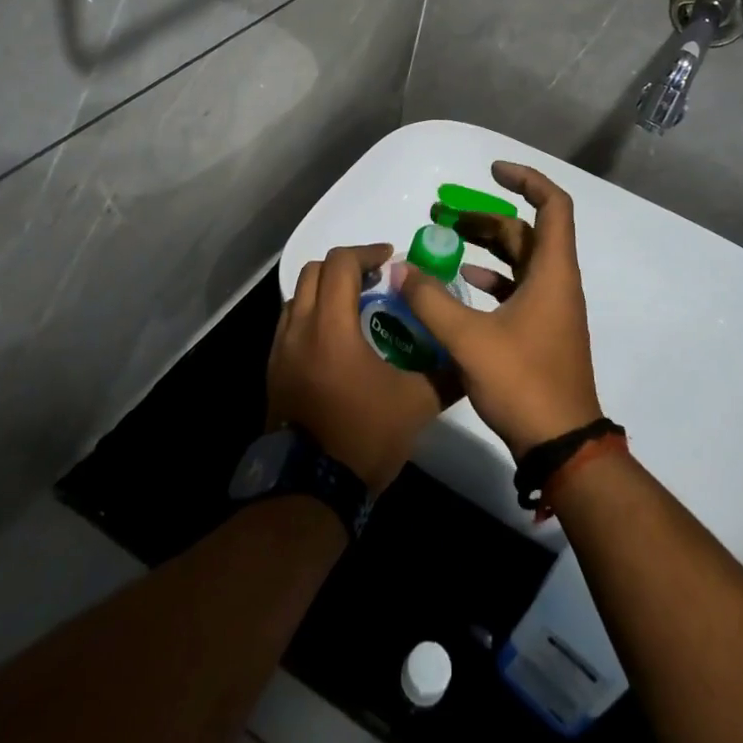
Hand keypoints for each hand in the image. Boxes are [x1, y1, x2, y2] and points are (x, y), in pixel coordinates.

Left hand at [268, 245, 451, 493]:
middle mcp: (298, 329)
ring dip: (326, 290)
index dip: (367, 252)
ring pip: (297, 297)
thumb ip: (445, 374)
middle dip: (345, 266)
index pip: (340, 264)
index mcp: (330, 327)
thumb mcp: (416, 404)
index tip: (390, 260)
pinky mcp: (274, 371)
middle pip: (313, 272)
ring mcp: (280, 351)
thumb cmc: (364, 437)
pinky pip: (290, 324)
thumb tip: (468, 358)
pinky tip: (337, 341)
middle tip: (375, 279)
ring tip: (356, 307)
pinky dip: (312, 315)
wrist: (311, 490)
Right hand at [399, 162, 602, 457]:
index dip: (526, 180)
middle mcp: (555, 282)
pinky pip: (515, 288)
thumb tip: (400, 268)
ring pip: (518, 260)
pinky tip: (460, 281)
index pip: (553, 205)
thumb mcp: (469, 339)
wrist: (561, 445)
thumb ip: (430, 301)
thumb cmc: (523, 382)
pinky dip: (490, 277)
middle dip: (484, 216)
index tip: (491, 170)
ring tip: (443, 240)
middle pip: (524, 232)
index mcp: (552, 272)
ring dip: (484, 246)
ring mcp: (550, 307)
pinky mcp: (540, 330)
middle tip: (441, 214)